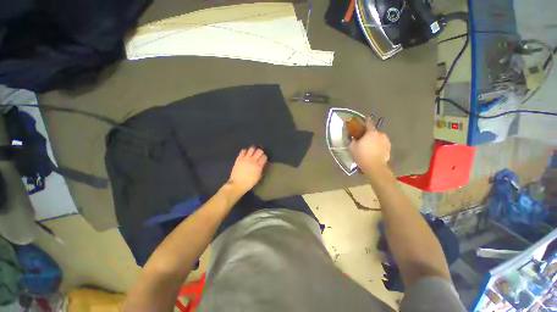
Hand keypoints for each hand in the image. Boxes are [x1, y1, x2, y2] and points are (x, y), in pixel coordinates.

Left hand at [227, 146, 267, 194]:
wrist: (237, 184)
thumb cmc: (249, 182)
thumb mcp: (258, 177)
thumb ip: (261, 169)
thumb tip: (263, 164)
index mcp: (258, 165)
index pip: (264, 157)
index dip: (265, 157)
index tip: (264, 158)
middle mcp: (253, 160)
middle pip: (259, 151)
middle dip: (260, 152)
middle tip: (259, 154)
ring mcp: (246, 158)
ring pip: (252, 148)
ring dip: (253, 150)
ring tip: (253, 152)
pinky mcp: (239, 158)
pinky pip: (243, 150)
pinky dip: (246, 151)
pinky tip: (246, 154)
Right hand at [348, 117, 390, 175]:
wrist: (375, 167)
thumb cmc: (361, 155)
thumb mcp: (352, 147)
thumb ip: (353, 140)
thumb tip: (354, 137)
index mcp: (371, 133)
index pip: (369, 123)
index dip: (367, 120)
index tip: (366, 117)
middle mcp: (380, 134)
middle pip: (374, 132)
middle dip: (369, 134)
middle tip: (364, 140)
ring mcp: (386, 141)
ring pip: (379, 138)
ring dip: (374, 140)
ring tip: (369, 147)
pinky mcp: (389, 148)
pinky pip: (382, 144)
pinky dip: (378, 146)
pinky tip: (374, 151)